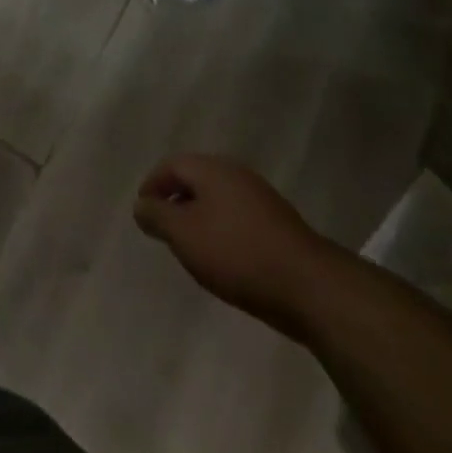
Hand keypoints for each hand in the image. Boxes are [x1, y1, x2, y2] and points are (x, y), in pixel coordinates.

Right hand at [133, 155, 335, 338]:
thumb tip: (142, 205)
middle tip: (163, 229)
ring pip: (218, 200)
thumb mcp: (183, 234)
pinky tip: (222, 258)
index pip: (171, 165)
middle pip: (196, 179)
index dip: (151, 186)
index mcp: (212, 169)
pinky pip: (237, 218)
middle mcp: (236, 174)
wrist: (309, 287)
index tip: (143, 213)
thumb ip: (156, 216)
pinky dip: (222, 230)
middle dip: (175, 201)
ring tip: (190, 247)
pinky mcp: (278, 224)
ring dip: (199, 217)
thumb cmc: (236, 253)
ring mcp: (261, 198)